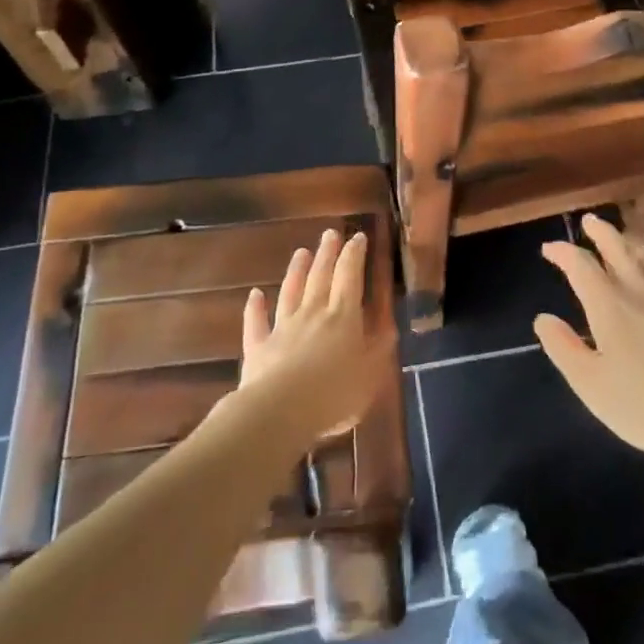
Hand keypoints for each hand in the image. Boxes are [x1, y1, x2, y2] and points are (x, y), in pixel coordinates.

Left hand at [238, 229, 390, 441]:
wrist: (280, 411)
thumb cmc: (335, 393)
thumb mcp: (372, 372)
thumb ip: (380, 346)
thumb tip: (388, 324)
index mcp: (343, 316)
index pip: (350, 277)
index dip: (355, 255)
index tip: (358, 236)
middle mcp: (313, 313)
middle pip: (320, 276)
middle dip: (327, 253)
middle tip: (330, 232)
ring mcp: (283, 327)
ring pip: (290, 291)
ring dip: (296, 270)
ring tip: (301, 251)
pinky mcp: (259, 346)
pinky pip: (257, 322)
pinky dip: (255, 307)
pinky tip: (254, 294)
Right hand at [536, 214, 643, 469]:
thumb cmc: (641, 406)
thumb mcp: (589, 383)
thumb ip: (563, 347)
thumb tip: (544, 319)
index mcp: (609, 306)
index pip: (581, 266)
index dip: (563, 252)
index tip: (549, 249)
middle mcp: (639, 294)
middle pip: (619, 249)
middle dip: (601, 232)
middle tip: (589, 220)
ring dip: (631, 243)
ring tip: (623, 239)